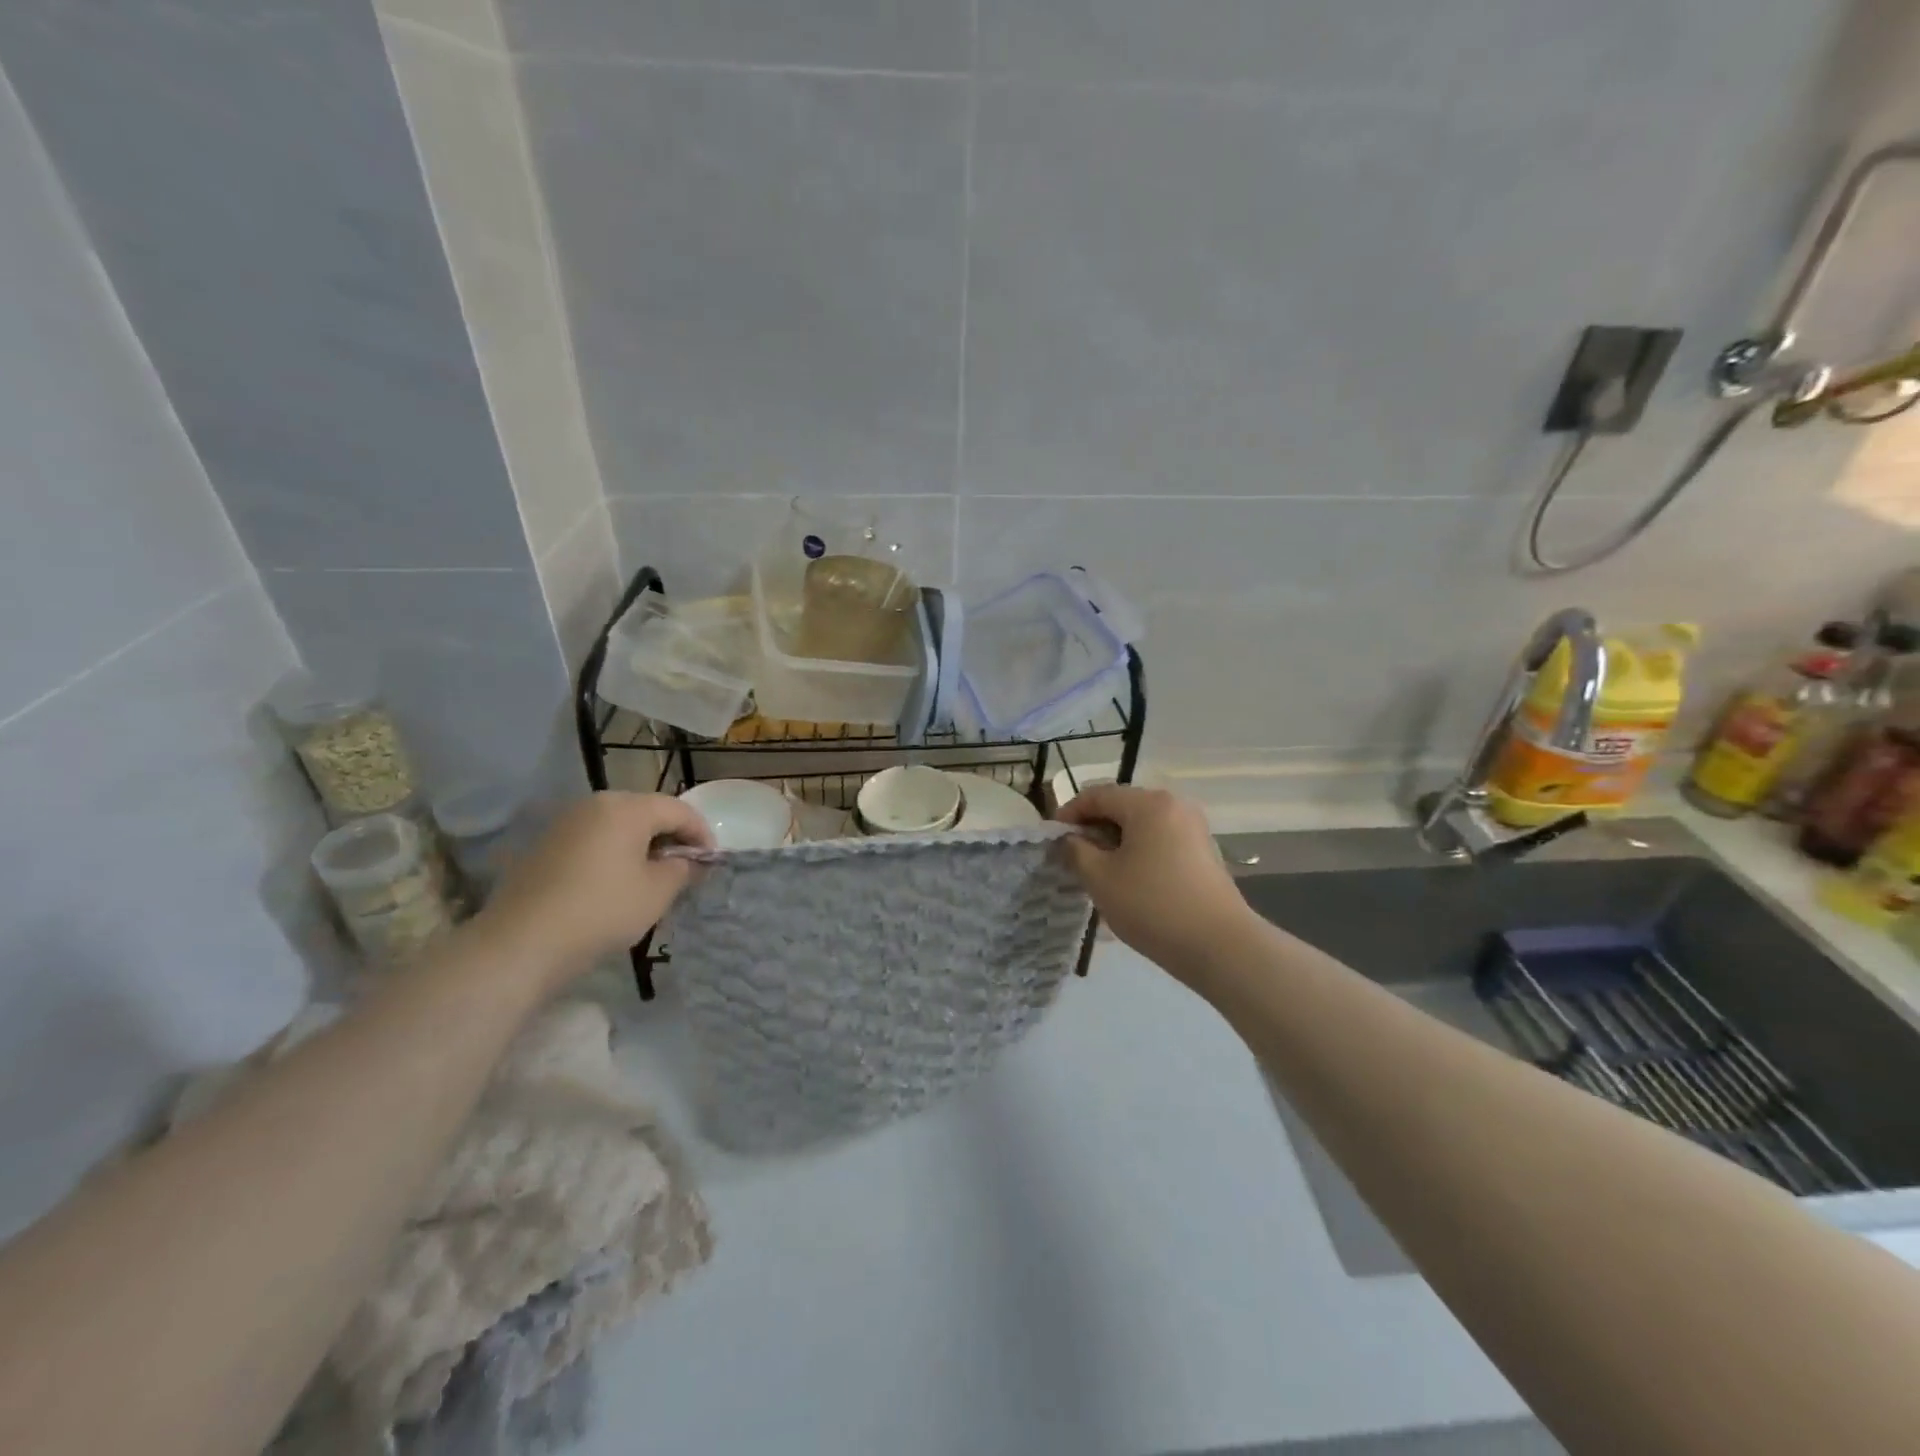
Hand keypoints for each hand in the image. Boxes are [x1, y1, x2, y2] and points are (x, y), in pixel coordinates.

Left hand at [475, 791, 714, 992]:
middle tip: (685, 869)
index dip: (702, 833)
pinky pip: (593, 841)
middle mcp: (594, 804)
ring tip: (652, 878)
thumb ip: (682, 869)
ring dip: (641, 846)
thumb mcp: (657, 892)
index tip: (712, 861)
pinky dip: (613, 855)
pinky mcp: (544, 846)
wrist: (520, 944)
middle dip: (671, 837)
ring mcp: (565, 824)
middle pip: (646, 812)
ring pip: (618, 826)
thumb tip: (688, 861)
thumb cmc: (602, 911)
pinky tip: (615, 884)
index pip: (678, 810)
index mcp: (626, 807)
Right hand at [1057, 784, 1256, 980]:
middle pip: (1121, 806)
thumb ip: (1076, 851)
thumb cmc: (1152, 906)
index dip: (1069, 813)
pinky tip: (1129, 881)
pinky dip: (1138, 852)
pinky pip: (1160, 840)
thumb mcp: (1100, 878)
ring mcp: (1193, 828)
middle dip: (1093, 828)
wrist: (1219, 946)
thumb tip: (1070, 840)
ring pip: (1141, 825)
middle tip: (1073, 857)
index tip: (1052, 839)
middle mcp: (1174, 805)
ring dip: (1115, 842)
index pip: (1097, 795)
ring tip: (1098, 872)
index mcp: (1148, 803)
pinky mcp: (1203, 852)